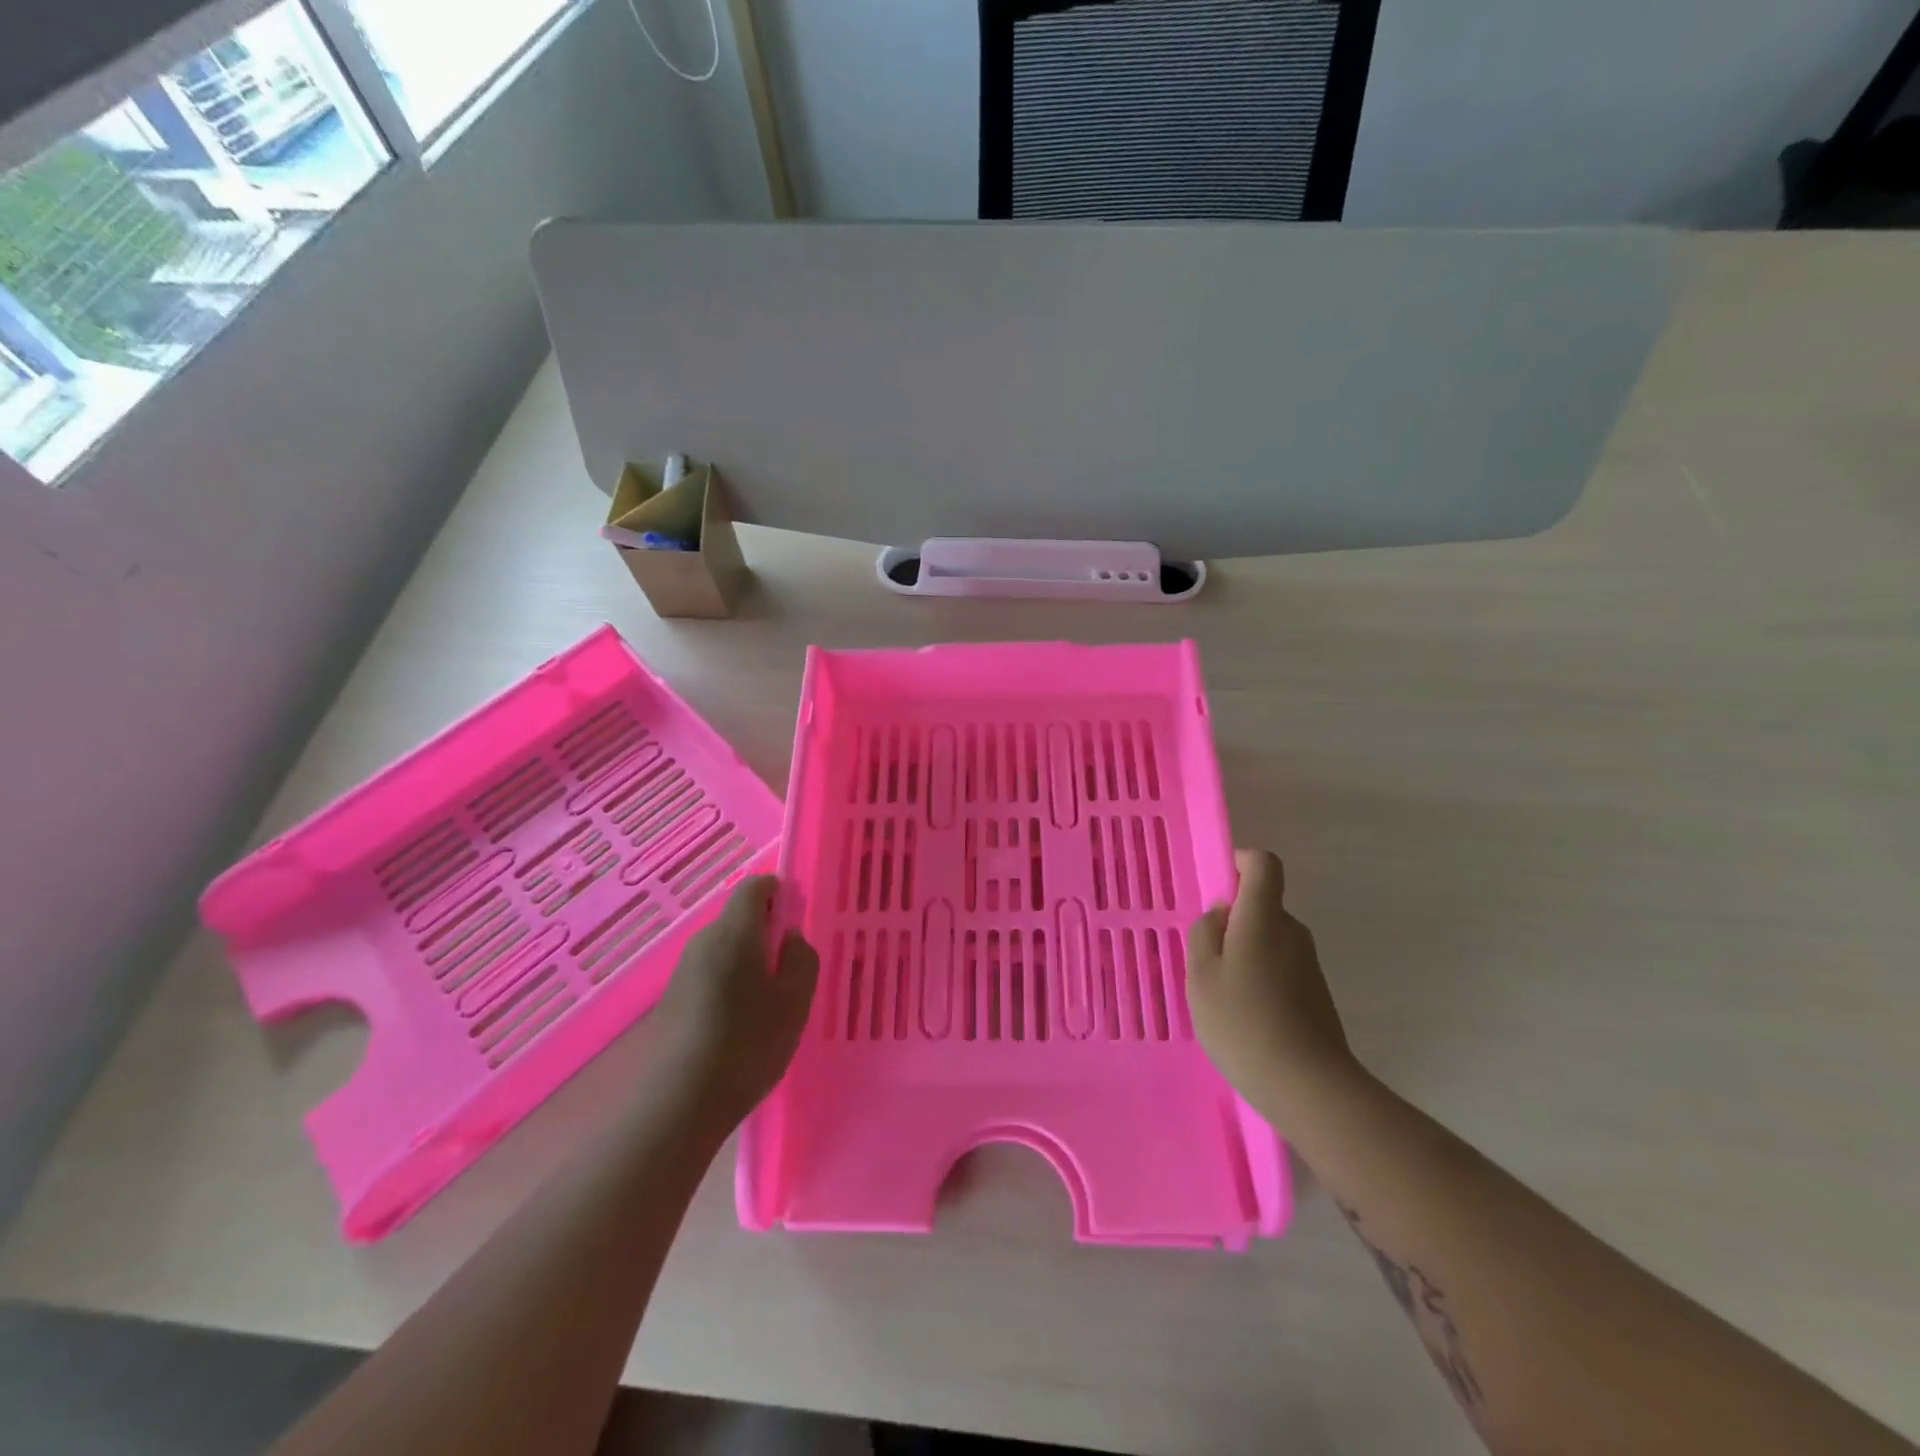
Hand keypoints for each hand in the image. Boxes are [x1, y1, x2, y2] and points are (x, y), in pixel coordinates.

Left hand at [651, 876, 818, 1130]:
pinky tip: (742, 1023)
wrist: (677, 1104)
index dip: (779, 893)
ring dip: (749, 961)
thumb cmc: (747, 1044)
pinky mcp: (672, 999)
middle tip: (790, 970)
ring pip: (726, 948)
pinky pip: (711, 972)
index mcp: (735, 932)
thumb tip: (790, 937)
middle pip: (739, 917)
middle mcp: (704, 941)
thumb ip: (801, 959)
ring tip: (770, 1003)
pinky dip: (731, 983)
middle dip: (767, 932)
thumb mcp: (794, 1001)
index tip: (797, 921)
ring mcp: (683, 970)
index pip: (755, 887)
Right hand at [1187, 849, 1354, 1115]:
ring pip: (1269, 940)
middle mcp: (1293, 933)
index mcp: (1264, 918)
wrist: (1308, 1087)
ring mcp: (1308, 966)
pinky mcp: (1315, 995)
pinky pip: (1279, 969)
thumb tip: (1220, 914)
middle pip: (1262, 906)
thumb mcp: (1201, 974)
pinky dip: (1259, 979)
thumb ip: (1204, 934)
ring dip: (1243, 955)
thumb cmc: (1242, 1021)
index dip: (1240, 862)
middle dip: (1232, 921)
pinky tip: (1244, 1018)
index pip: (1263, 864)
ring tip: (1221, 997)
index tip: (1217, 885)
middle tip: (1205, 959)